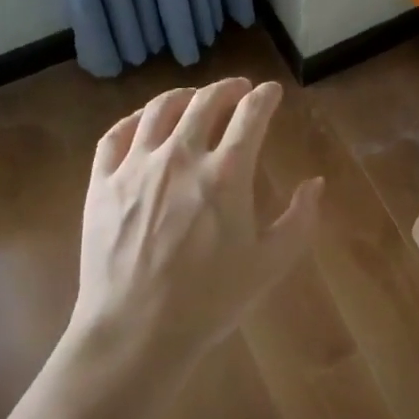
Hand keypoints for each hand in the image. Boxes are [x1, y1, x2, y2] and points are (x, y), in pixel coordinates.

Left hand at [69, 78, 323, 386]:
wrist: (135, 331)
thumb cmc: (210, 300)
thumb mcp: (269, 264)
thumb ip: (299, 220)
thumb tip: (316, 183)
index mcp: (226, 173)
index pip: (251, 114)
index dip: (265, 97)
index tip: (272, 92)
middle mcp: (180, 156)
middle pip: (205, 101)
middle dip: (227, 88)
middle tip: (238, 89)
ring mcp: (136, 166)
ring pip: (160, 109)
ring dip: (183, 95)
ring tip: (194, 97)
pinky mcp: (102, 182)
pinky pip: (116, 135)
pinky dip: (135, 119)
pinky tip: (144, 122)